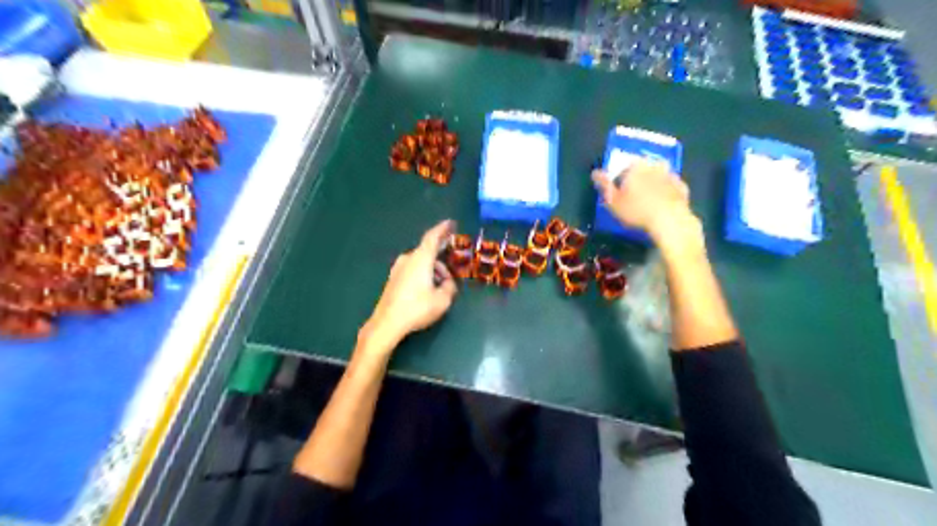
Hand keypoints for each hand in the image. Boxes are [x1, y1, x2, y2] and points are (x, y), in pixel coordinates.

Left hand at [359, 219, 460, 352]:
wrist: (387, 323)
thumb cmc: (417, 308)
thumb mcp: (442, 300)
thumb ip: (450, 287)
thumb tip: (448, 283)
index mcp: (421, 259)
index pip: (433, 237)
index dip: (443, 229)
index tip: (451, 223)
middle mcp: (408, 259)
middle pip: (428, 252)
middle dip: (442, 260)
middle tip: (452, 273)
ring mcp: (398, 268)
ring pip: (420, 262)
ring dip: (433, 270)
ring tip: (442, 287)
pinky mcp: (393, 279)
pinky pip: (413, 269)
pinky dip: (423, 274)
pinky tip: (428, 289)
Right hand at [593, 160, 701, 257]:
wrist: (670, 221)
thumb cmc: (636, 210)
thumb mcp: (613, 201)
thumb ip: (604, 185)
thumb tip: (595, 172)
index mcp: (636, 166)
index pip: (624, 167)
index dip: (619, 178)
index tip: (618, 191)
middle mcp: (654, 165)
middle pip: (643, 169)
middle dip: (638, 178)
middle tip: (633, 195)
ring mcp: (671, 175)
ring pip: (658, 176)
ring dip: (653, 183)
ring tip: (648, 199)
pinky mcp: (682, 188)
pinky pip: (671, 186)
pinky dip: (666, 192)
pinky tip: (662, 203)